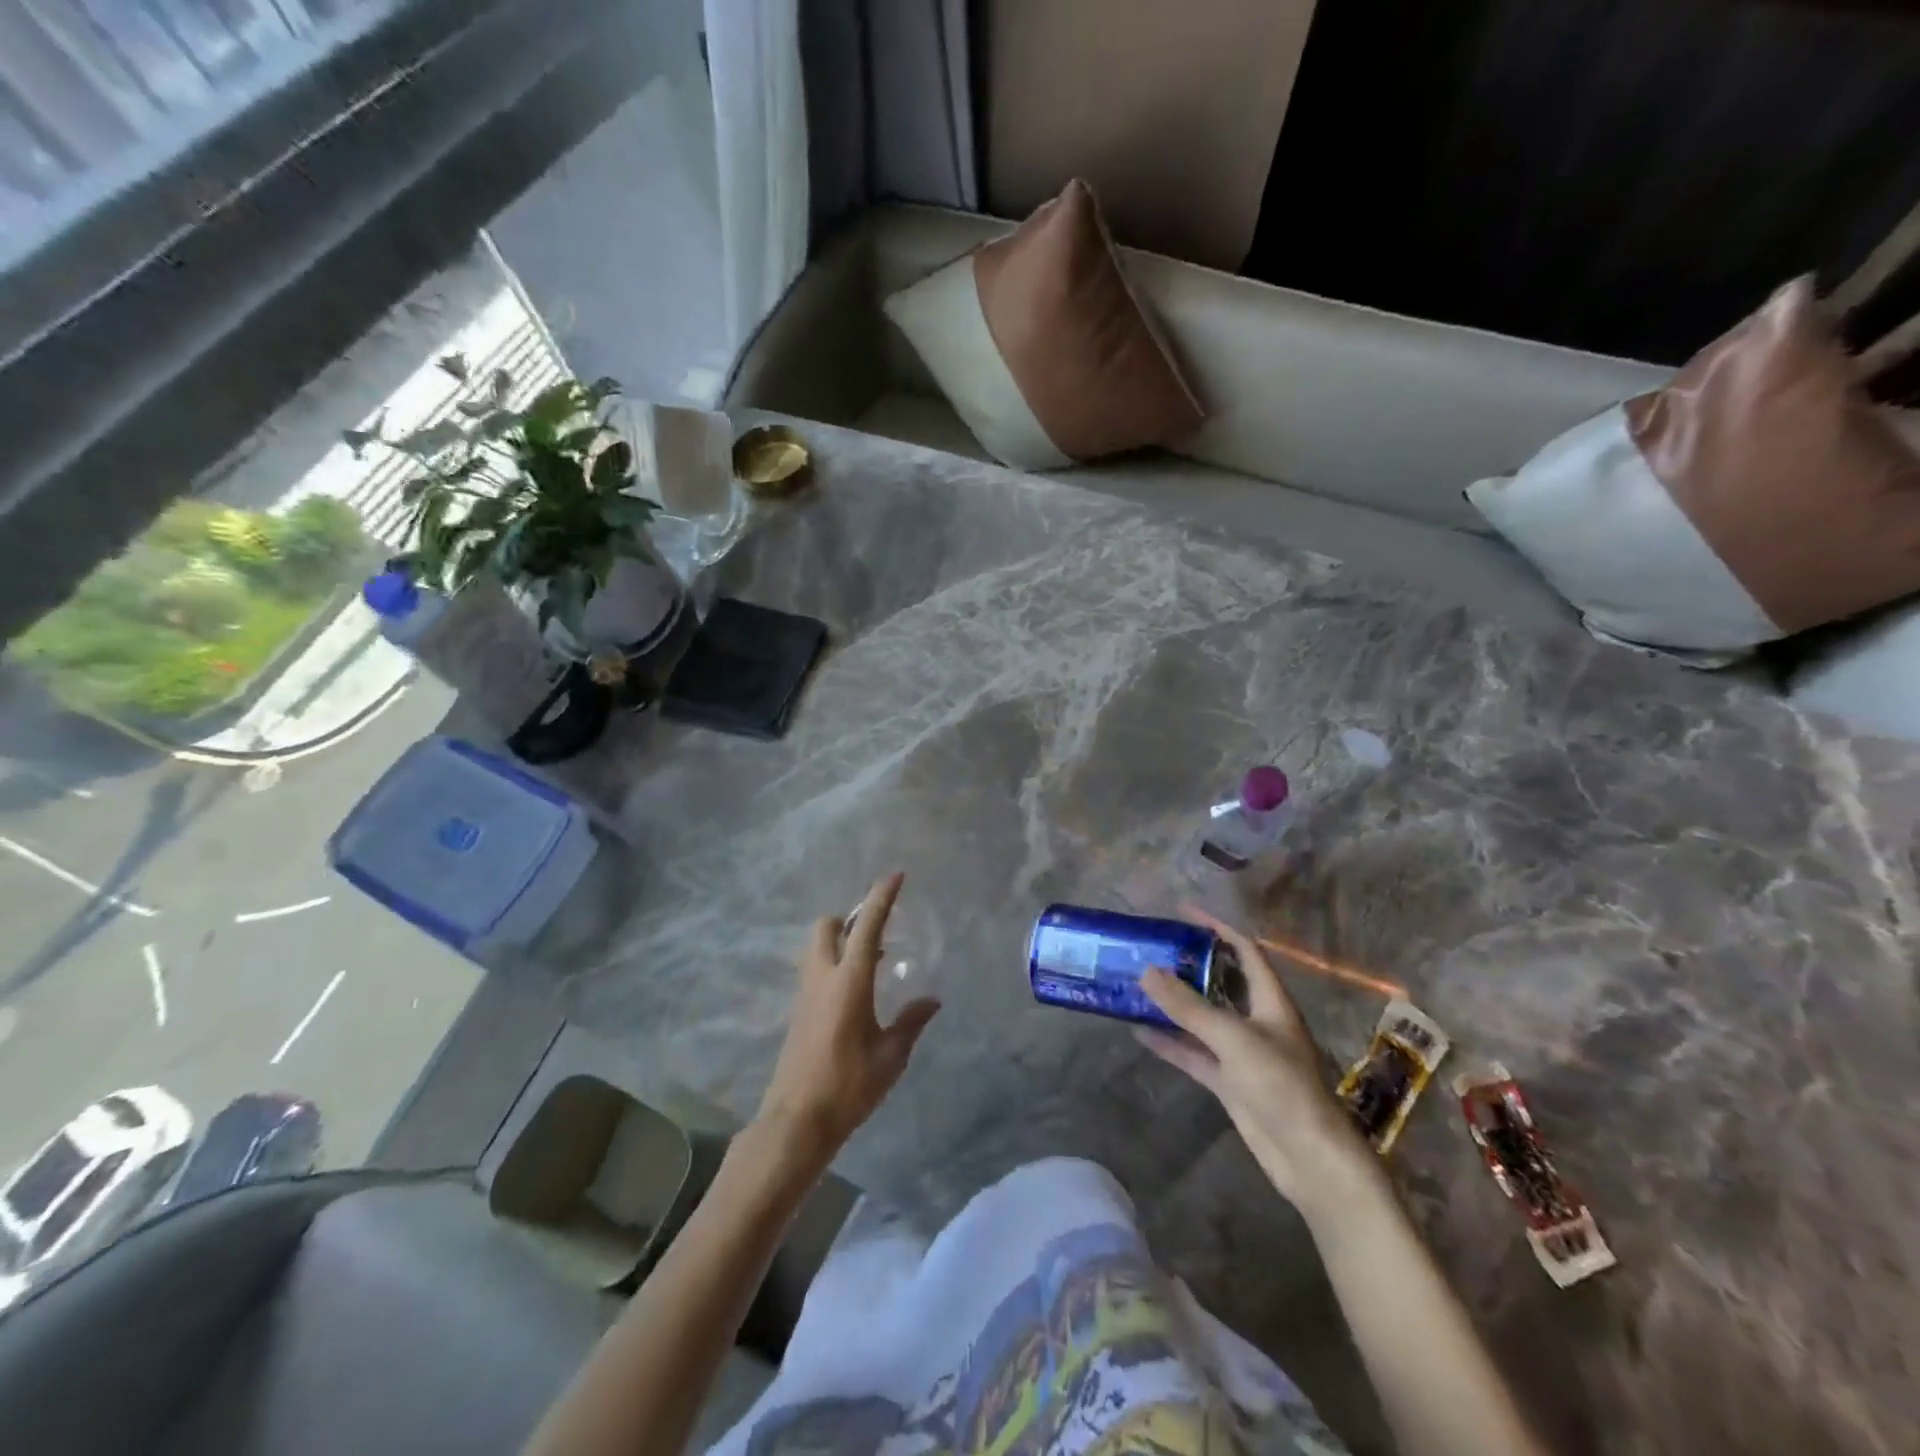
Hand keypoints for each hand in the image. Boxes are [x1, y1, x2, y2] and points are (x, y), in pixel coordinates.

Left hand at [753, 872, 940, 1169]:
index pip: (866, 926)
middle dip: (848, 919)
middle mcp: (822, 978)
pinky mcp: (798, 1013)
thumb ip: (911, 1023)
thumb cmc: (849, 1086)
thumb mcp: (890, 1056)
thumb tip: (932, 1000)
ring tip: (871, 965)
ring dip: (840, 943)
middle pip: (827, 927)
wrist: (797, 1121)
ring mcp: (805, 994)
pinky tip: (855, 995)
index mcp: (849, 981)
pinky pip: (815, 972)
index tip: (896, 875)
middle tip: (876, 936)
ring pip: (817, 949)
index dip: (881, 897)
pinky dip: (834, 966)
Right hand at [1138, 907, 1377, 1216]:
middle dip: (1188, 965)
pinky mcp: (1229, 1081)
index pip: (1244, 951)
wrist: (1310, 1158)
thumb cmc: (1282, 1086)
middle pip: (1220, 982)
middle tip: (1151, 948)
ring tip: (1137, 984)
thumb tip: (1146, 971)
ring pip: (1202, 1019)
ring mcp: (1241, 1053)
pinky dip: (1169, 1042)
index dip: (1216, 928)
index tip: (1182, 912)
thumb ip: (1189, 1007)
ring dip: (1174, 1004)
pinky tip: (1139, 1031)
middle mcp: (1256, 1021)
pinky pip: (1193, 1053)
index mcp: (1270, 1001)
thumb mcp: (1234, 1039)